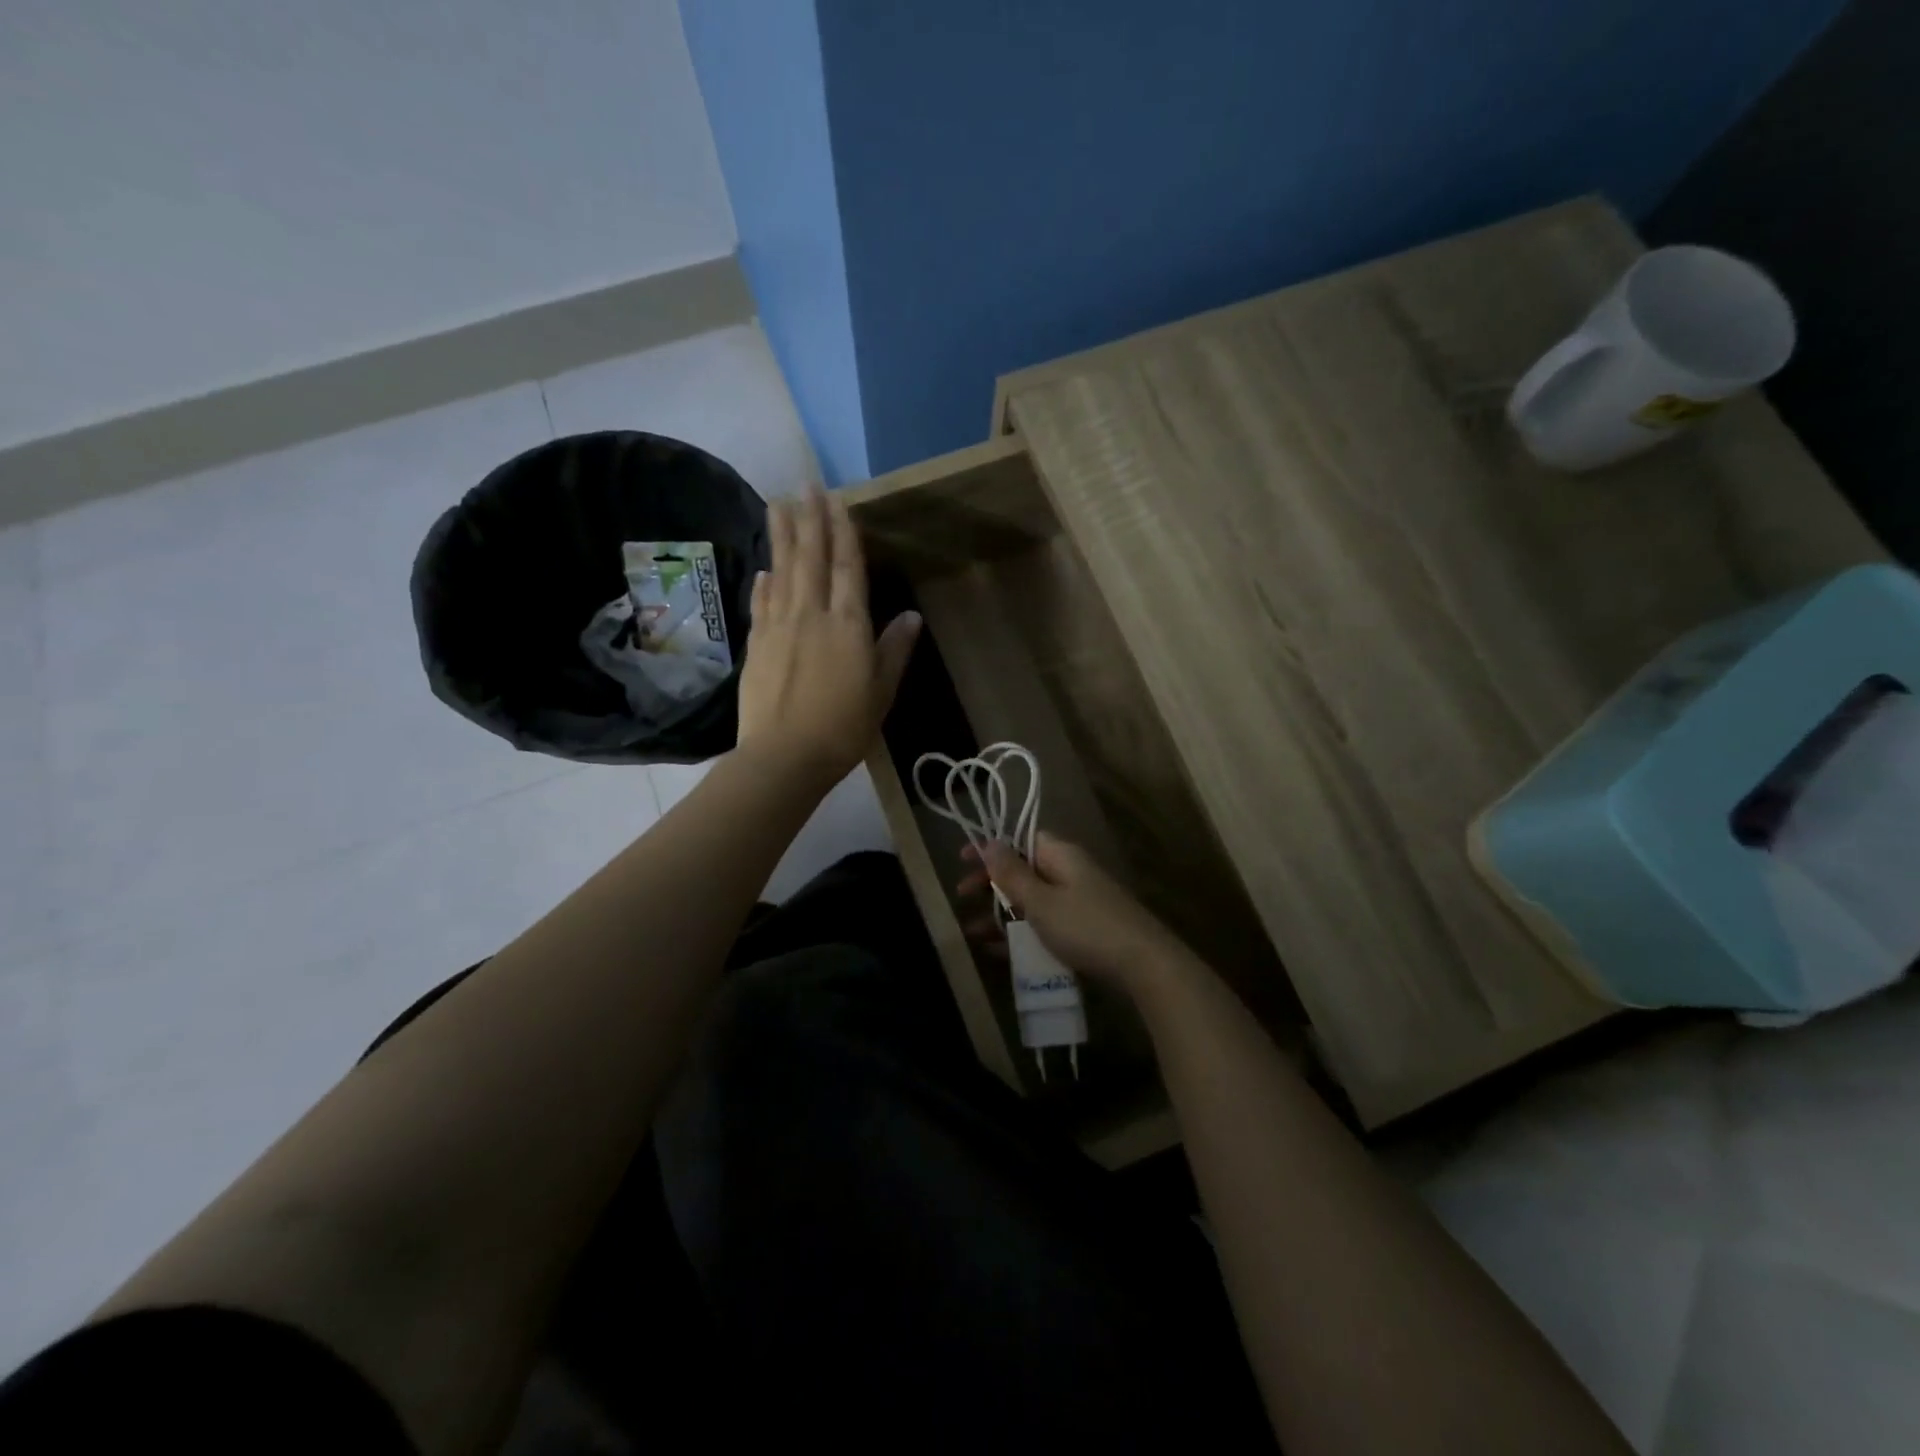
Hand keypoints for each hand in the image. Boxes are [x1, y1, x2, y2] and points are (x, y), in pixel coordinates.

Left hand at [736, 485, 920, 787]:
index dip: (843, 531)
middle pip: (811, 558)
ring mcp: (779, 627)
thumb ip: (894, 649)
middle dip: (810, 519)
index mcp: (847, 624)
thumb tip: (911, 616)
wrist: (784, 756)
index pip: (847, 567)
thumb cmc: (843, 727)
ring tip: (779, 505)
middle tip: (804, 485)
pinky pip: (761, 604)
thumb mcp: (881, 691)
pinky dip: (764, 583)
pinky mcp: (757, 645)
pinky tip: (764, 569)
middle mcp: (811, 614)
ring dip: (782, 537)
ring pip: (782, 572)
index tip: (837, 499)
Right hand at [958, 832, 1190, 989]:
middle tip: (962, 897)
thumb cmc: (1086, 927)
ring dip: (1001, 914)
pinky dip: (1021, 934)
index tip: (962, 860)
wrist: (1145, 966)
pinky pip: (1044, 926)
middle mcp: (1070, 873)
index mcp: (1061, 856)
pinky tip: (997, 952)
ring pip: (1031, 902)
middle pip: (1023, 871)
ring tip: (971, 932)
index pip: (1021, 839)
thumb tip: (989, 841)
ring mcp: (1079, 904)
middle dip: (991, 884)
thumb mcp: (1041, 901)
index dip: (991, 848)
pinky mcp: (1084, 932)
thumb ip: (1012, 874)